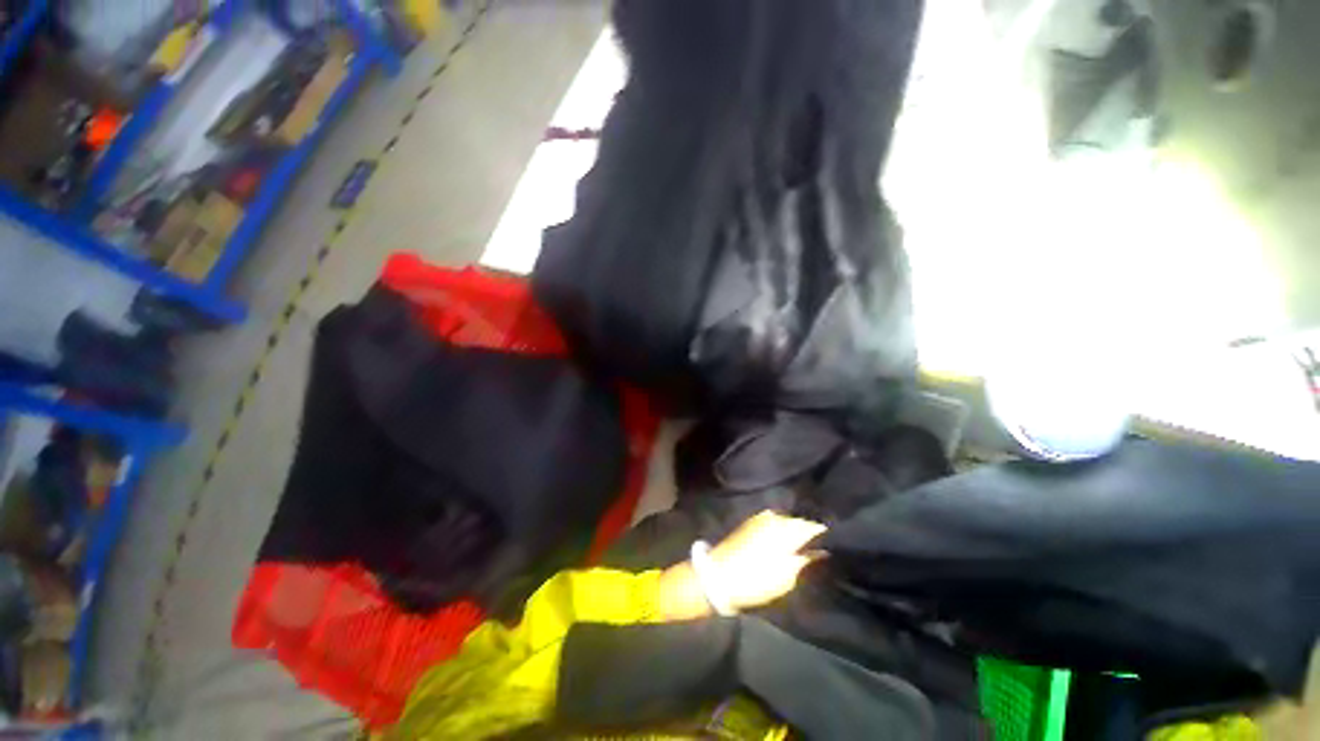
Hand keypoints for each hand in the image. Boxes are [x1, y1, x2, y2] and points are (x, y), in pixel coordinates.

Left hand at [659, 511, 825, 620]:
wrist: (718, 576)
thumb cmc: (756, 579)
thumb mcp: (787, 576)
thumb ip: (806, 560)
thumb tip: (823, 550)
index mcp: (785, 527)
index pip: (814, 526)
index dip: (825, 535)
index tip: (836, 544)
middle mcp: (774, 516)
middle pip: (799, 522)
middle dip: (809, 532)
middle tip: (821, 546)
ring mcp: (760, 518)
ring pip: (785, 522)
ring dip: (794, 531)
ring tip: (805, 545)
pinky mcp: (750, 523)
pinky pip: (773, 523)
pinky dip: (781, 531)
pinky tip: (785, 542)